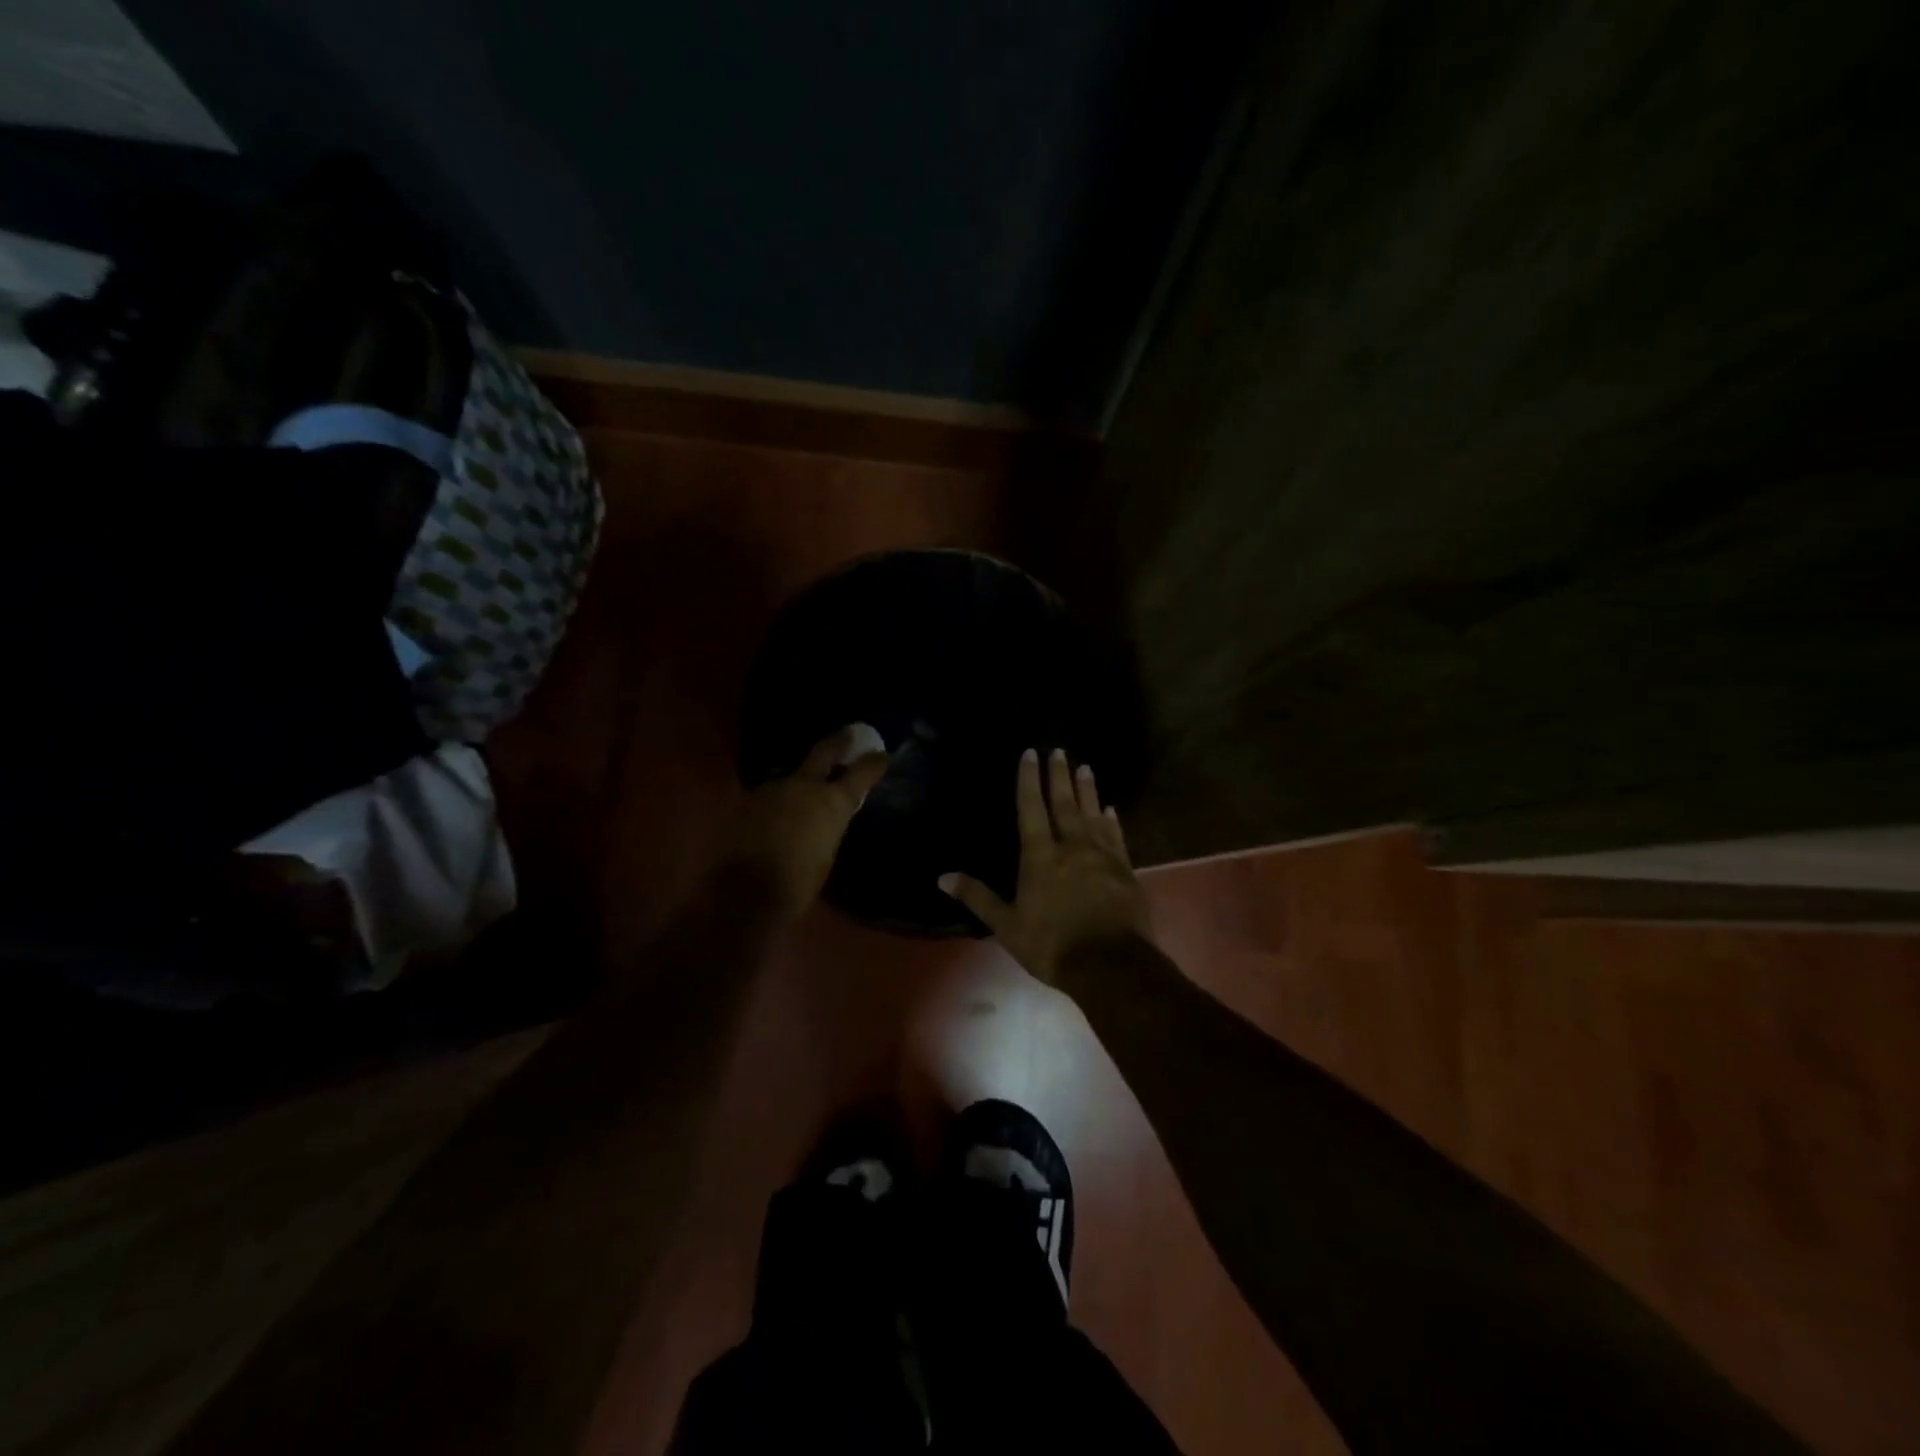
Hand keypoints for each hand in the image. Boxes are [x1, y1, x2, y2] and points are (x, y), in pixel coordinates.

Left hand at [728, 724, 890, 917]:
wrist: (744, 893)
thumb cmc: (798, 883)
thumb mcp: (827, 853)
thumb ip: (830, 826)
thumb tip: (828, 818)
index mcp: (832, 801)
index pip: (861, 773)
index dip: (873, 763)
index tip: (881, 755)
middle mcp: (803, 785)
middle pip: (824, 752)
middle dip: (838, 742)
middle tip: (848, 735)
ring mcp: (772, 789)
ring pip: (793, 774)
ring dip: (803, 777)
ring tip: (810, 783)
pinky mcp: (747, 801)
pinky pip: (772, 793)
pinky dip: (780, 798)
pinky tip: (781, 807)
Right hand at [939, 747, 1151, 985]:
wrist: (1110, 964)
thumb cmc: (1052, 945)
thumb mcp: (1007, 925)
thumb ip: (978, 898)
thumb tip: (942, 877)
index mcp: (1040, 856)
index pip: (1032, 809)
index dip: (1029, 780)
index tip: (1031, 753)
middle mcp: (1071, 847)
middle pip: (1064, 803)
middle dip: (1059, 775)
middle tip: (1060, 751)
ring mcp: (1102, 856)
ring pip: (1093, 814)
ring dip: (1087, 789)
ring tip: (1085, 767)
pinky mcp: (1124, 869)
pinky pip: (1116, 836)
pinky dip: (1112, 820)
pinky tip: (1110, 809)